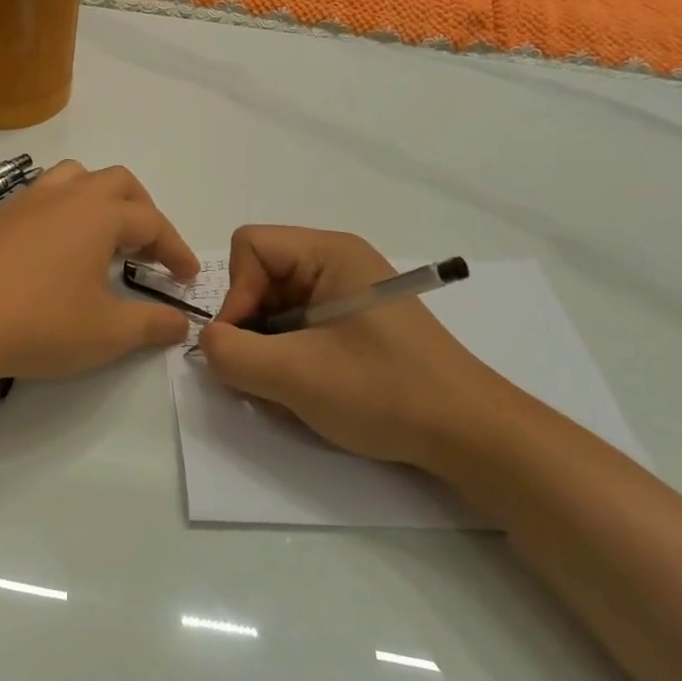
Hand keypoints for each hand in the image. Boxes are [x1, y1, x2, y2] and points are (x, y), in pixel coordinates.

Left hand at [0, 161, 200, 392]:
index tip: (188, 277)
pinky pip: (43, 195)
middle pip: (118, 182)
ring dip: (100, 199)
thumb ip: (150, 325)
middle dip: (143, 210)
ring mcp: (26, 202)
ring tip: (104, 236)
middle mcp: (65, 196)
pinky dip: (65, 209)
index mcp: (98, 214)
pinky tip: (57, 248)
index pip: (151, 222)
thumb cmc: (38, 323)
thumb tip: (181, 324)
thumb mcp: (105, 333)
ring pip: (75, 178)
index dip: (175, 249)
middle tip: (149, 249)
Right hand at [196, 226, 507, 466]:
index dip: (236, 293)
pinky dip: (291, 353)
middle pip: (262, 273)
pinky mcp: (358, 322)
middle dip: (251, 323)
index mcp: (330, 252)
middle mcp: (339, 261)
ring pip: (278, 303)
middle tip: (265, 372)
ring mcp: (350, 292)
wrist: (470, 434)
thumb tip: (210, 342)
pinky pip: (301, 323)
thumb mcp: (295, 375)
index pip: (250, 246)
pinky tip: (310, 386)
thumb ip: (232, 354)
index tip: (247, 344)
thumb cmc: (384, 391)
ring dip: (269, 344)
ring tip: (289, 385)